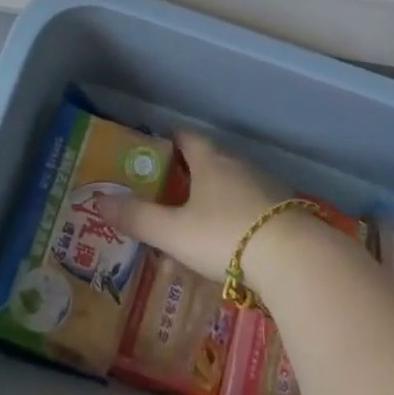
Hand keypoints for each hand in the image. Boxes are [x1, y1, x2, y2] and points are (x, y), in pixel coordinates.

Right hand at [107, 130, 289, 285]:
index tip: (153, 150)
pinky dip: (235, 216)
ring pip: (230, 184)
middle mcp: (237, 163)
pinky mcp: (283, 209)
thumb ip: (138, 218)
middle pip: (208, 160)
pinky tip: (229, 242)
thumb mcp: (174, 232)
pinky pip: (250, 205)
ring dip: (212, 198)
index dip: (167, 141)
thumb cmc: (225, 234)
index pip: (185, 137)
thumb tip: (100, 201)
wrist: (293, 257)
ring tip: (194, 224)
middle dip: (188, 174)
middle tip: (167, 193)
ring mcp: (264, 184)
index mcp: (209, 159)